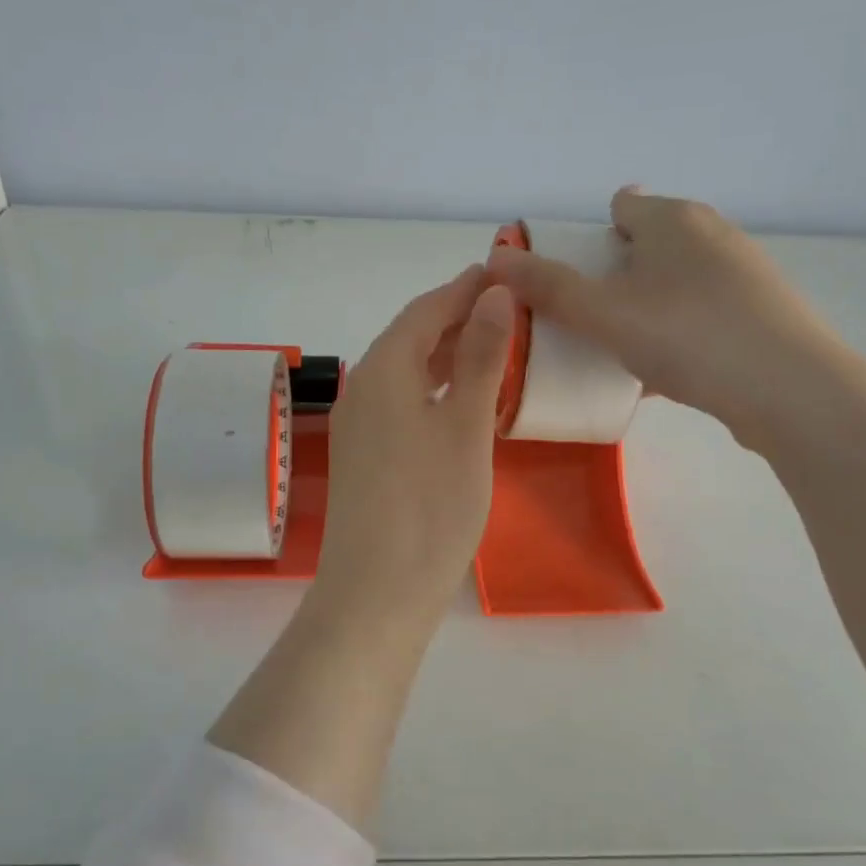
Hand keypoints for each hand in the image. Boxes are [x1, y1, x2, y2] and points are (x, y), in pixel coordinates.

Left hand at [308, 266, 514, 637]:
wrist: (376, 594)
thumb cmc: (431, 506)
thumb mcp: (467, 427)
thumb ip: (481, 358)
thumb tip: (496, 295)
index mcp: (384, 369)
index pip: (426, 310)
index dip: (464, 288)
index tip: (501, 271)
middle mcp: (362, 388)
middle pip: (411, 337)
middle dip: (457, 318)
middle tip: (507, 310)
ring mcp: (358, 424)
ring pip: (405, 371)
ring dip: (446, 354)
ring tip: (492, 348)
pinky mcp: (363, 456)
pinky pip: (400, 402)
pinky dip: (433, 389)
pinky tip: (460, 401)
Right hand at [486, 188, 844, 450]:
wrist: (792, 390)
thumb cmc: (689, 335)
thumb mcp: (605, 314)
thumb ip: (549, 287)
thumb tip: (495, 260)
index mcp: (673, 218)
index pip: (620, 207)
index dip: (587, 237)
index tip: (568, 279)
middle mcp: (711, 234)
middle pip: (646, 245)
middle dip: (613, 276)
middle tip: (585, 318)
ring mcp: (742, 274)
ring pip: (674, 283)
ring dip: (644, 308)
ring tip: (617, 349)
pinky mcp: (760, 314)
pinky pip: (699, 315)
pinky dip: (675, 333)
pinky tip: (659, 374)